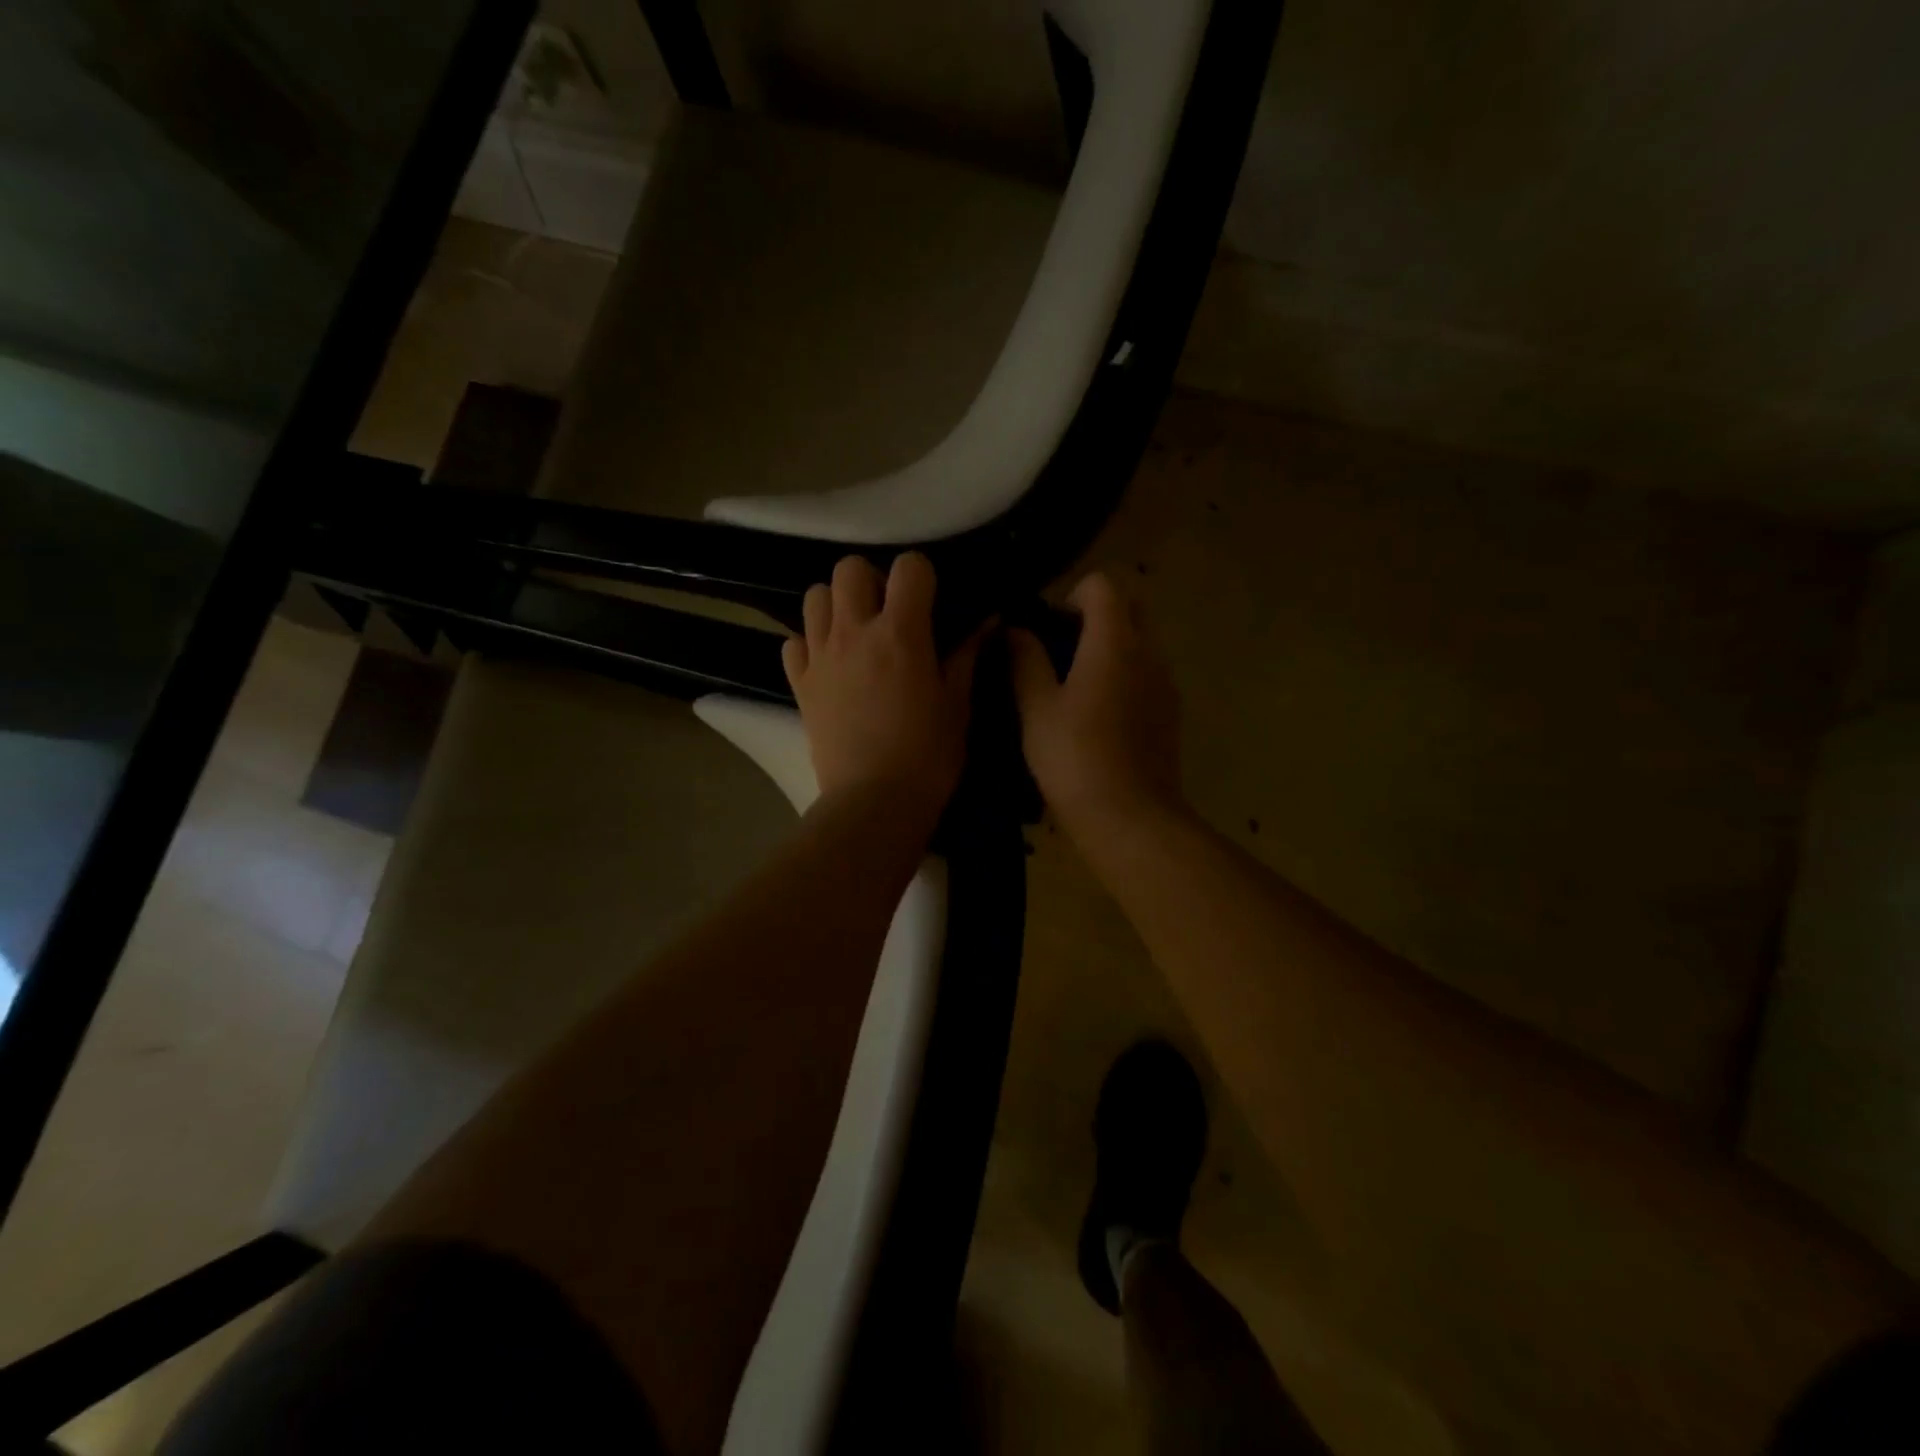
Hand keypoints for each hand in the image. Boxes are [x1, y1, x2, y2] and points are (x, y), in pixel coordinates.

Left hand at [784, 553, 980, 822]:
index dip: (921, 575)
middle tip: (887, 611)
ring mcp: (821, 657)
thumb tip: (988, 621)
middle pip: (849, 568)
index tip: (929, 600)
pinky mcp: (800, 684)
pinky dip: (809, 644)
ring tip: (855, 632)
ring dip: (836, 604)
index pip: (908, 567)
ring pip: (815, 597)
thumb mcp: (958, 705)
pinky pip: (794, 642)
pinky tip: (829, 664)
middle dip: (871, 580)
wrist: (874, 802)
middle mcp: (855, 633)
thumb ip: (967, 656)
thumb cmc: (928, 756)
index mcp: (901, 634)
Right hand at [1008, 572, 1183, 837]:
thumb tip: (1014, 630)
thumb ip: (1024, 660)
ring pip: (1141, 642)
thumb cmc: (1076, 758)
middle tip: (1059, 652)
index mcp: (1116, 641)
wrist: (1131, 818)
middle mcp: (1149, 652)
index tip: (1046, 630)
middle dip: (1094, 617)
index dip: (1070, 596)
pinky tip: (1098, 716)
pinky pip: (1147, 674)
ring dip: (1110, 648)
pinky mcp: (1171, 712)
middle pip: (1129, 607)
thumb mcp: (1036, 708)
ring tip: (1073, 687)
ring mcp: (1166, 683)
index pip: (1103, 584)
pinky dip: (1124, 676)